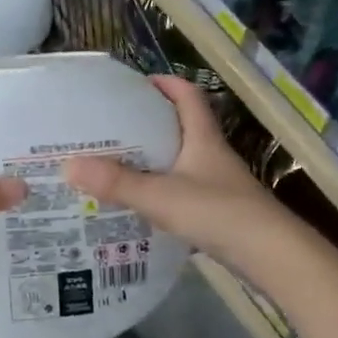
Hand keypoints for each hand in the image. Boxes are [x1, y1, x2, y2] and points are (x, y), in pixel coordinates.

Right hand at [63, 75, 291, 262]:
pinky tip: (137, 204)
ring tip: (114, 164)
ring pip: (179, 161)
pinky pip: (181, 190)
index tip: (135, 84)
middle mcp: (210, 155)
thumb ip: (117, 183)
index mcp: (203, 138)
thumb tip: (68, 166)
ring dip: (152, 159)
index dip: (165, 83)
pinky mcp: (216, 211)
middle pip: (180, 127)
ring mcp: (215, 184)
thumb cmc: (218, 213)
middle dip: (148, 123)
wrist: (269, 255)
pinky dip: (159, 190)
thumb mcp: (162, 196)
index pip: (187, 96)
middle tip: (110, 127)